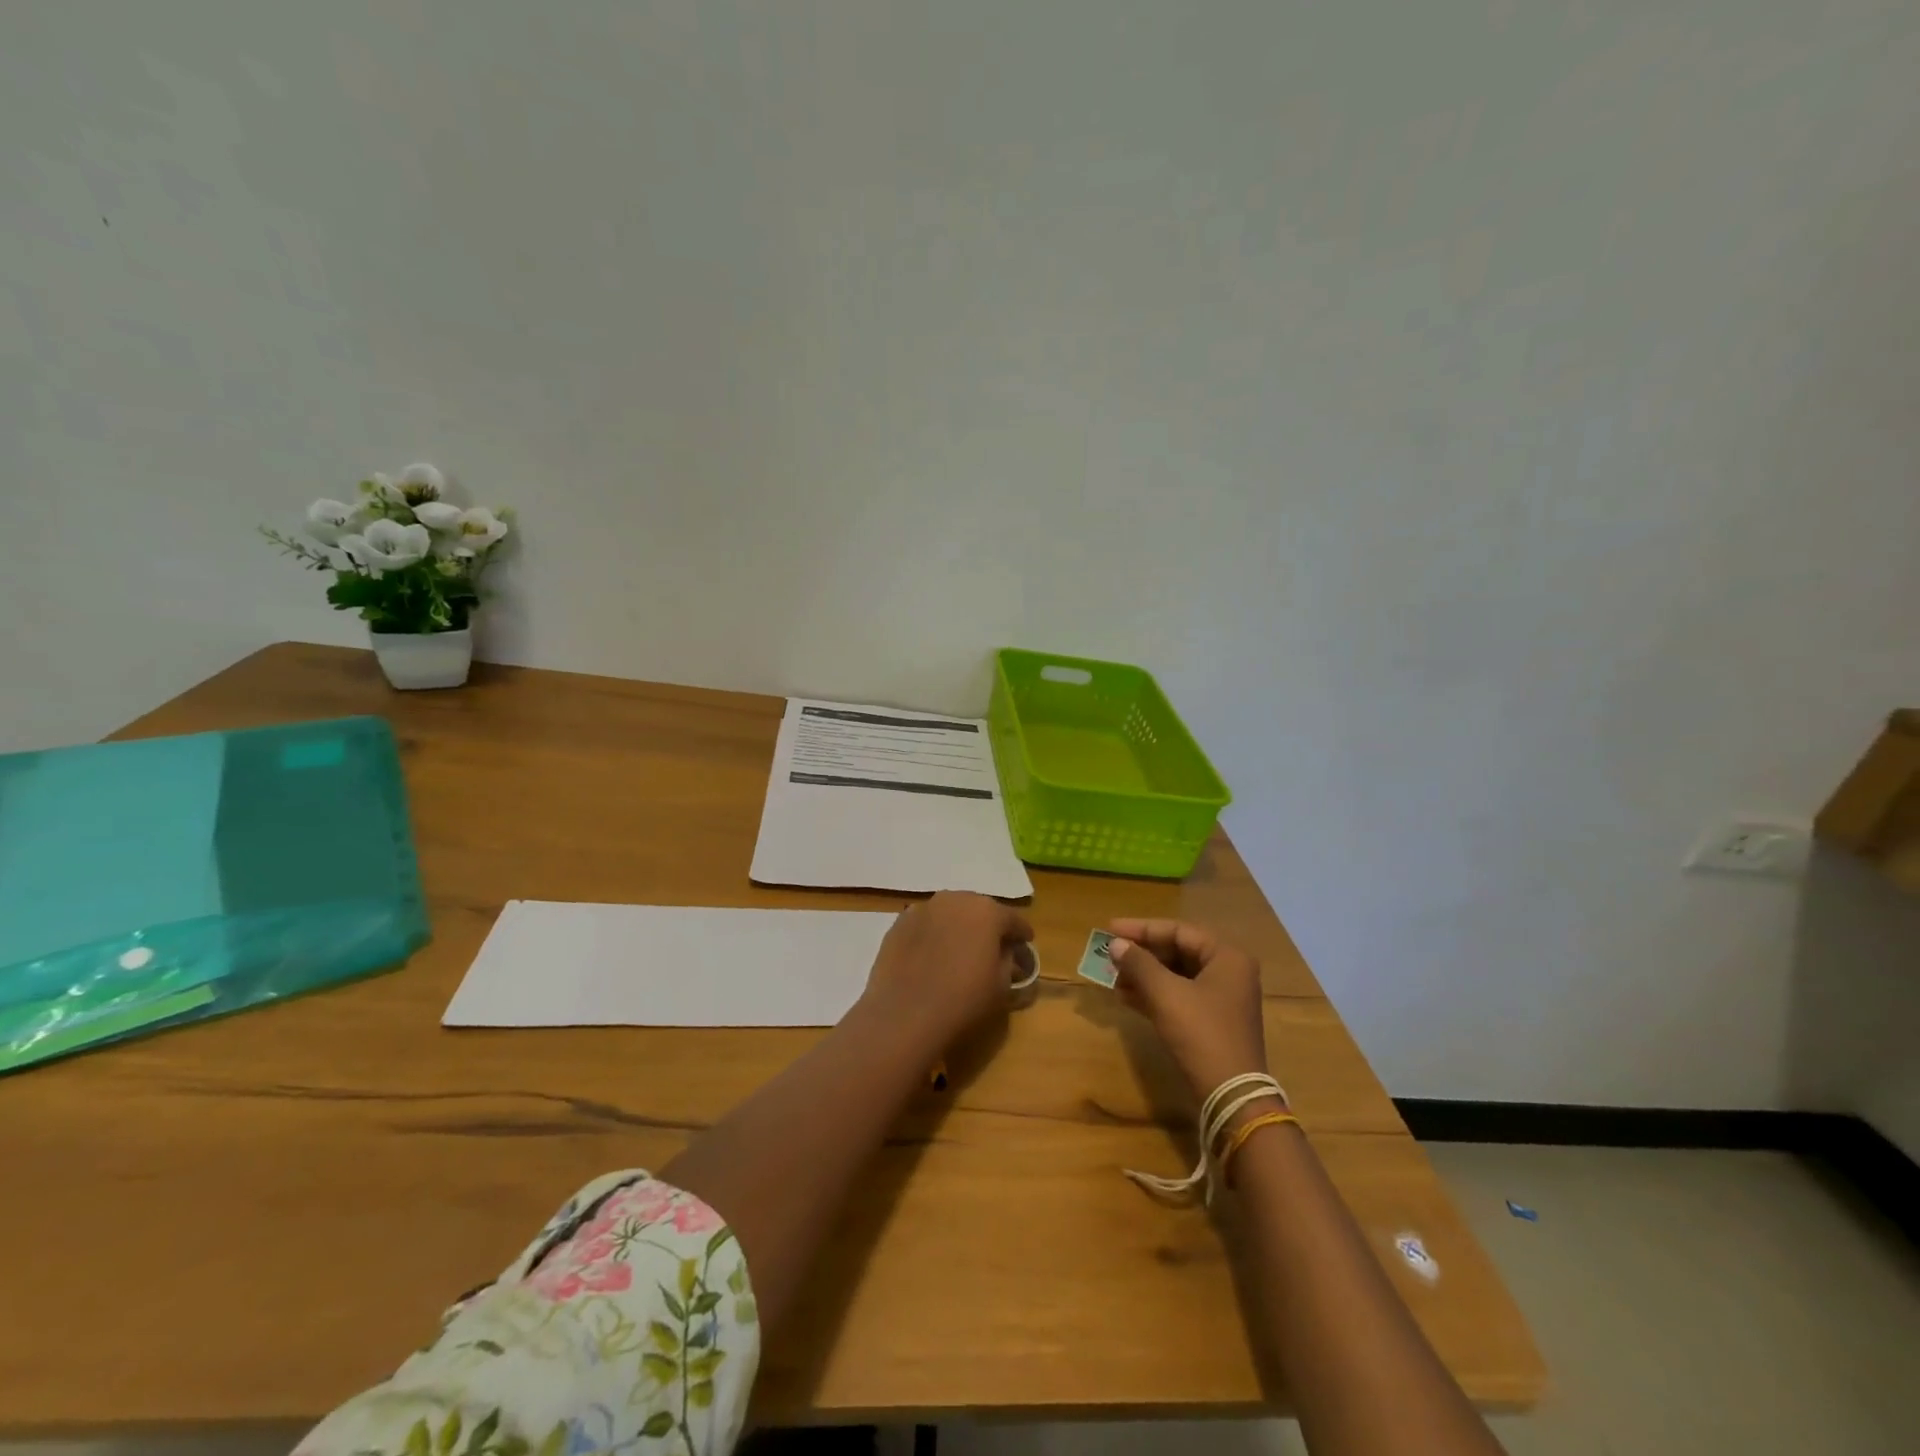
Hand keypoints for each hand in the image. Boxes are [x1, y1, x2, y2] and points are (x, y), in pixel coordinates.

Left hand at [860, 892, 1034, 1054]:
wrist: (905, 1015)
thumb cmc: (963, 1000)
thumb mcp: (1001, 986)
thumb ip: (1008, 961)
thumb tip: (1005, 952)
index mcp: (987, 912)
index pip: (1013, 919)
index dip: (1021, 933)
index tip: (1026, 943)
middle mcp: (955, 899)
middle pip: (979, 909)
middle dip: (988, 925)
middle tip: (992, 945)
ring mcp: (924, 908)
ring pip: (950, 913)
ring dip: (958, 926)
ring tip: (960, 948)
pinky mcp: (899, 923)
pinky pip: (926, 924)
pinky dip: (933, 934)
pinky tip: (931, 955)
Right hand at [1108, 919, 1267, 1102]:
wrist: (1231, 1096)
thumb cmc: (1201, 1033)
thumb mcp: (1166, 994)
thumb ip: (1139, 964)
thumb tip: (1115, 944)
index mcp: (1227, 957)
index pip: (1179, 930)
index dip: (1141, 929)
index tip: (1110, 929)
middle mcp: (1229, 972)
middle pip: (1178, 951)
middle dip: (1141, 954)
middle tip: (1110, 954)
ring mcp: (1221, 998)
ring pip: (1176, 975)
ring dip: (1143, 975)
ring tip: (1112, 976)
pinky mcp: (1212, 1021)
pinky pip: (1178, 996)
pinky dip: (1153, 994)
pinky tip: (1125, 996)